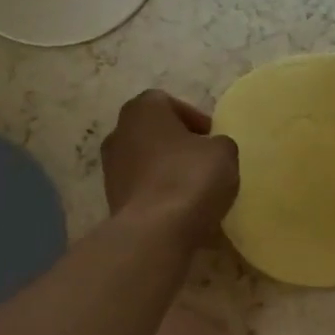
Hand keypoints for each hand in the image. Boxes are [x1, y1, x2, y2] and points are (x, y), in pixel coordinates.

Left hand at [101, 90, 239, 248]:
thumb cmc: (190, 178)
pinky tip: (180, 211)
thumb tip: (212, 149)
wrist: (155, 231)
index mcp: (143, 110)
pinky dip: (159, 195)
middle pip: (153, 133)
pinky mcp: (112, 200)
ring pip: (146, 163)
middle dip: (178, 145)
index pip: (169, 103)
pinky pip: (142, 190)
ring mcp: (110, 168)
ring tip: (195, 190)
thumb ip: (219, 143)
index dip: (194, 119)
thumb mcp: (224, 153)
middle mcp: (119, 132)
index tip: (212, 138)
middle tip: (204, 161)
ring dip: (167, 171)